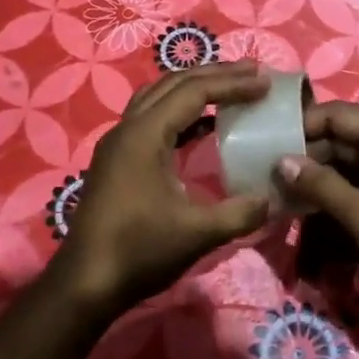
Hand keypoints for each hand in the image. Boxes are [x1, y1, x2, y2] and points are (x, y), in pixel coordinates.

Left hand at [51, 62, 273, 317]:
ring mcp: (119, 143)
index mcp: (144, 134)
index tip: (265, 82)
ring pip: (159, 97)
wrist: (84, 284)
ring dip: (195, 89)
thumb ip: (240, 212)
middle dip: (215, 75)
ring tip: (231, 90)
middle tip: (253, 73)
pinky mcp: (118, 161)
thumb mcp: (197, 234)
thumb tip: (273, 197)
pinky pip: (153, 119)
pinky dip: (181, 113)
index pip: (194, 92)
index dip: (232, 84)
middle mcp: (128, 128)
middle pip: (174, 84)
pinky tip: (205, 126)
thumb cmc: (138, 253)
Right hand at [274, 100, 358, 308]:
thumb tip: (282, 161)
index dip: (304, 123)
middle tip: (269, 173)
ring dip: (318, 176)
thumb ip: (322, 186)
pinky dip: (335, 192)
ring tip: (282, 192)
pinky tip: (309, 207)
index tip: (270, 143)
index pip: (339, 113)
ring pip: (347, 162)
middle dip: (307, 154)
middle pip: (341, 137)